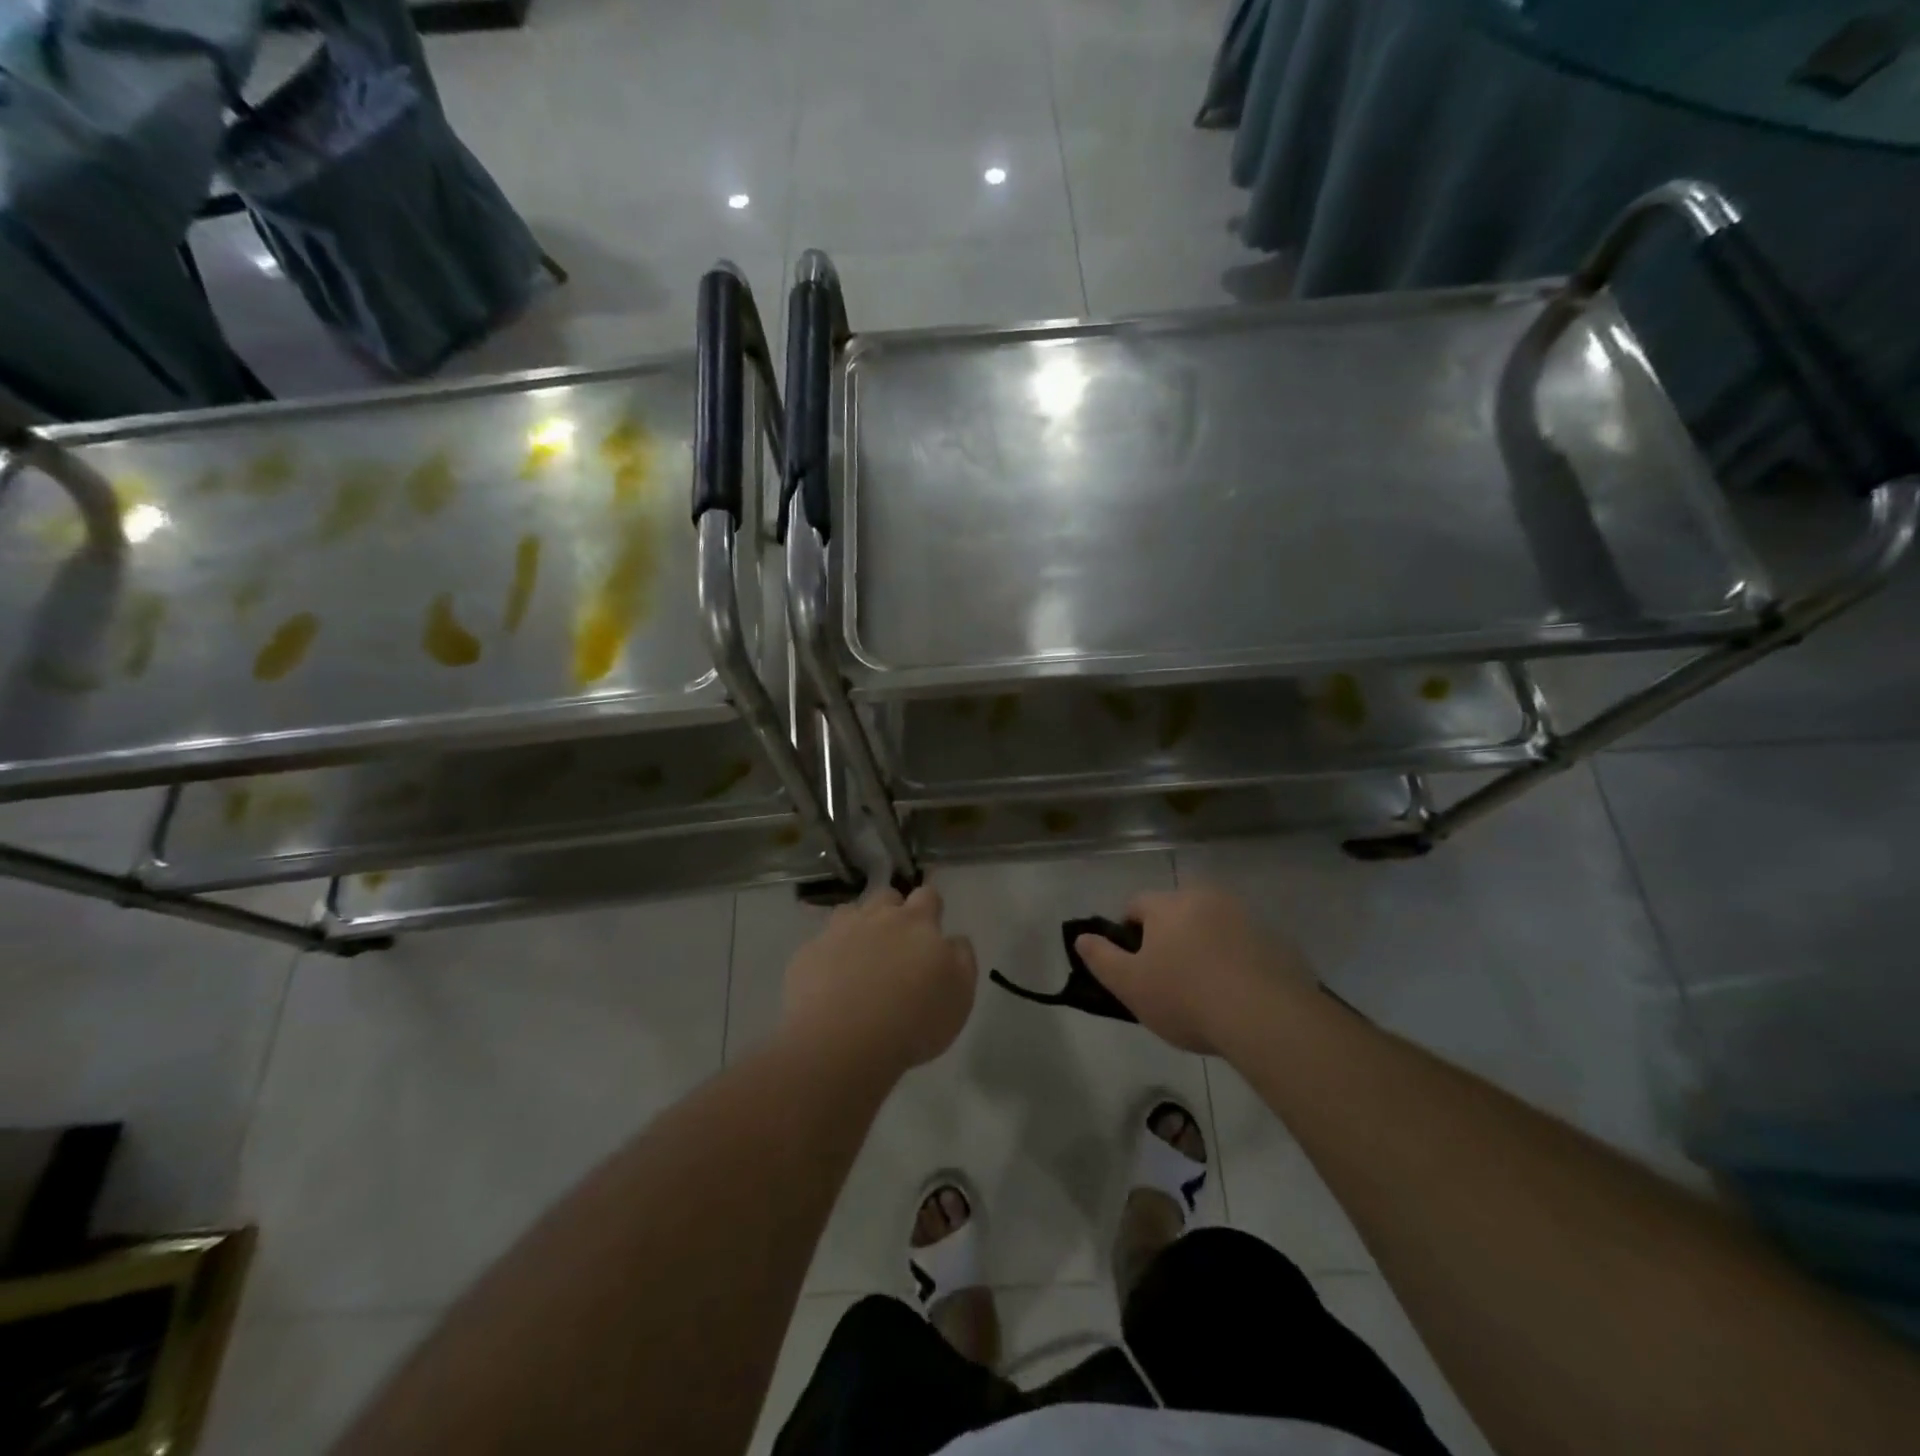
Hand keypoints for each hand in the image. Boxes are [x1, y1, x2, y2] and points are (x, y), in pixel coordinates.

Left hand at [783, 885, 977, 1075]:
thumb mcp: (960, 994)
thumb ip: (962, 959)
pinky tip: (831, 982)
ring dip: (858, 926)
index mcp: (917, 923)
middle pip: (886, 896)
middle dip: (892, 911)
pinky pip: (820, 944)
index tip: (931, 928)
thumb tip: (954, 939)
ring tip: (860, 958)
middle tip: (896, 944)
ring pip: (850, 913)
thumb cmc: (913, 1020)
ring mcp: (838, 932)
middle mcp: (877, 917)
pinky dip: (828, 955)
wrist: (842, 1042)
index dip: (930, 907)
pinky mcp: (807, 955)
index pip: (928, 895)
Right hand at [1075, 885, 1315, 1054]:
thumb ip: (1100, 958)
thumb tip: (1082, 938)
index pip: (1137, 905)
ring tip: (1206, 991)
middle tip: (1169, 979)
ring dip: (1205, 947)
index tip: (1134, 965)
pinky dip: (1237, 961)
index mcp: (1168, 905)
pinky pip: (1245, 946)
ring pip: (1213, 926)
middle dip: (1169, 937)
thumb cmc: (1185, 998)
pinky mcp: (1276, 941)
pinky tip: (1238, 995)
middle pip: (1177, 912)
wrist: (1266, 1018)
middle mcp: (1206, 899)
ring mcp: (1245, 917)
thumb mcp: (1129, 985)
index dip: (1129, 933)